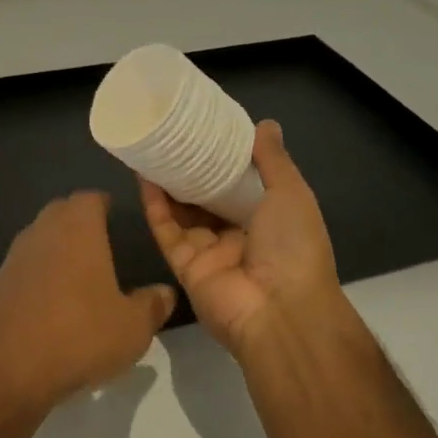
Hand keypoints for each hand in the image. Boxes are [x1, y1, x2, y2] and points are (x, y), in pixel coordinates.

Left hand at [0, 192, 176, 418]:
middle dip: (81, 222)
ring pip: (41, 239)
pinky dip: (39, 276)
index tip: (118, 218)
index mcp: (78, 227)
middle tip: (103, 245)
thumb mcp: (132, 327)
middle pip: (62, 212)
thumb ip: (152, 305)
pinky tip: (52, 304)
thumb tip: (165, 292)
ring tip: (80, 276)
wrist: (8, 370)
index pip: (91, 198)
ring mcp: (15, 256)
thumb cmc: (79, 334)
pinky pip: (25, 268)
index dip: (105, 204)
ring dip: (57, 249)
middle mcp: (43, 230)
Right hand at [141, 120, 339, 357]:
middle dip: (192, 171)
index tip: (207, 130)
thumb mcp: (291, 194)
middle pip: (208, 198)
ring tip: (152, 149)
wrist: (282, 314)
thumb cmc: (294, 246)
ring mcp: (210, 252)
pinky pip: (167, 231)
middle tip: (173, 137)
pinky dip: (155, 206)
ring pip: (183, 212)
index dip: (225, 159)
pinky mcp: (185, 266)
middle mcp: (238, 235)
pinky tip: (144, 177)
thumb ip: (273, 160)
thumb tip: (265, 124)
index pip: (242, 184)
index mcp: (269, 219)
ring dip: (168, 183)